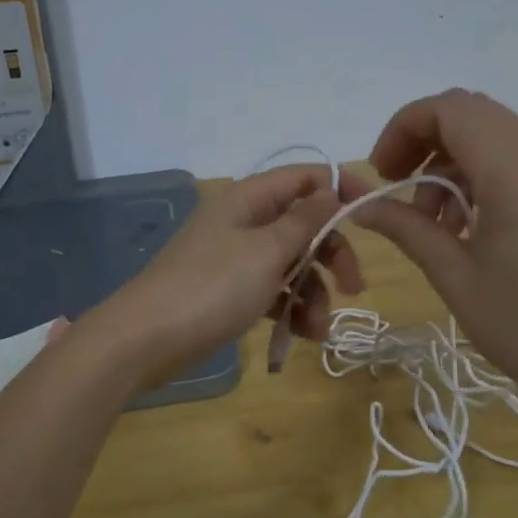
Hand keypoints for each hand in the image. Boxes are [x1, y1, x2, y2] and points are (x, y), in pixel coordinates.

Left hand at [97, 164, 369, 385]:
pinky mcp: (229, 291)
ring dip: (313, 293)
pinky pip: (271, 291)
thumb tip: (332, 190)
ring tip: (319, 330)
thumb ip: (305, 220)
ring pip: (291, 263)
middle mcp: (244, 221)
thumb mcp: (267, 251)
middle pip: (303, 225)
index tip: (372, 215)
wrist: (145, 340)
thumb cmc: (212, 287)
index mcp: (250, 199)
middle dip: (331, 255)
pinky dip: (289, 309)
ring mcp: (235, 257)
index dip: (341, 189)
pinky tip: (301, 336)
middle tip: (354, 287)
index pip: (305, 177)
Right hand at [353, 89, 517, 426]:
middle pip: (471, 114)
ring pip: (491, 136)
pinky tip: (464, 227)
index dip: (404, 127)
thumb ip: (407, 230)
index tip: (381, 173)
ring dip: (449, 164)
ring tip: (431, 223)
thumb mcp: (456, 279)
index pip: (450, 109)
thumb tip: (360, 206)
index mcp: (515, 174)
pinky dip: (477, 177)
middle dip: (423, 141)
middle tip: (395, 187)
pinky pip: (513, 160)